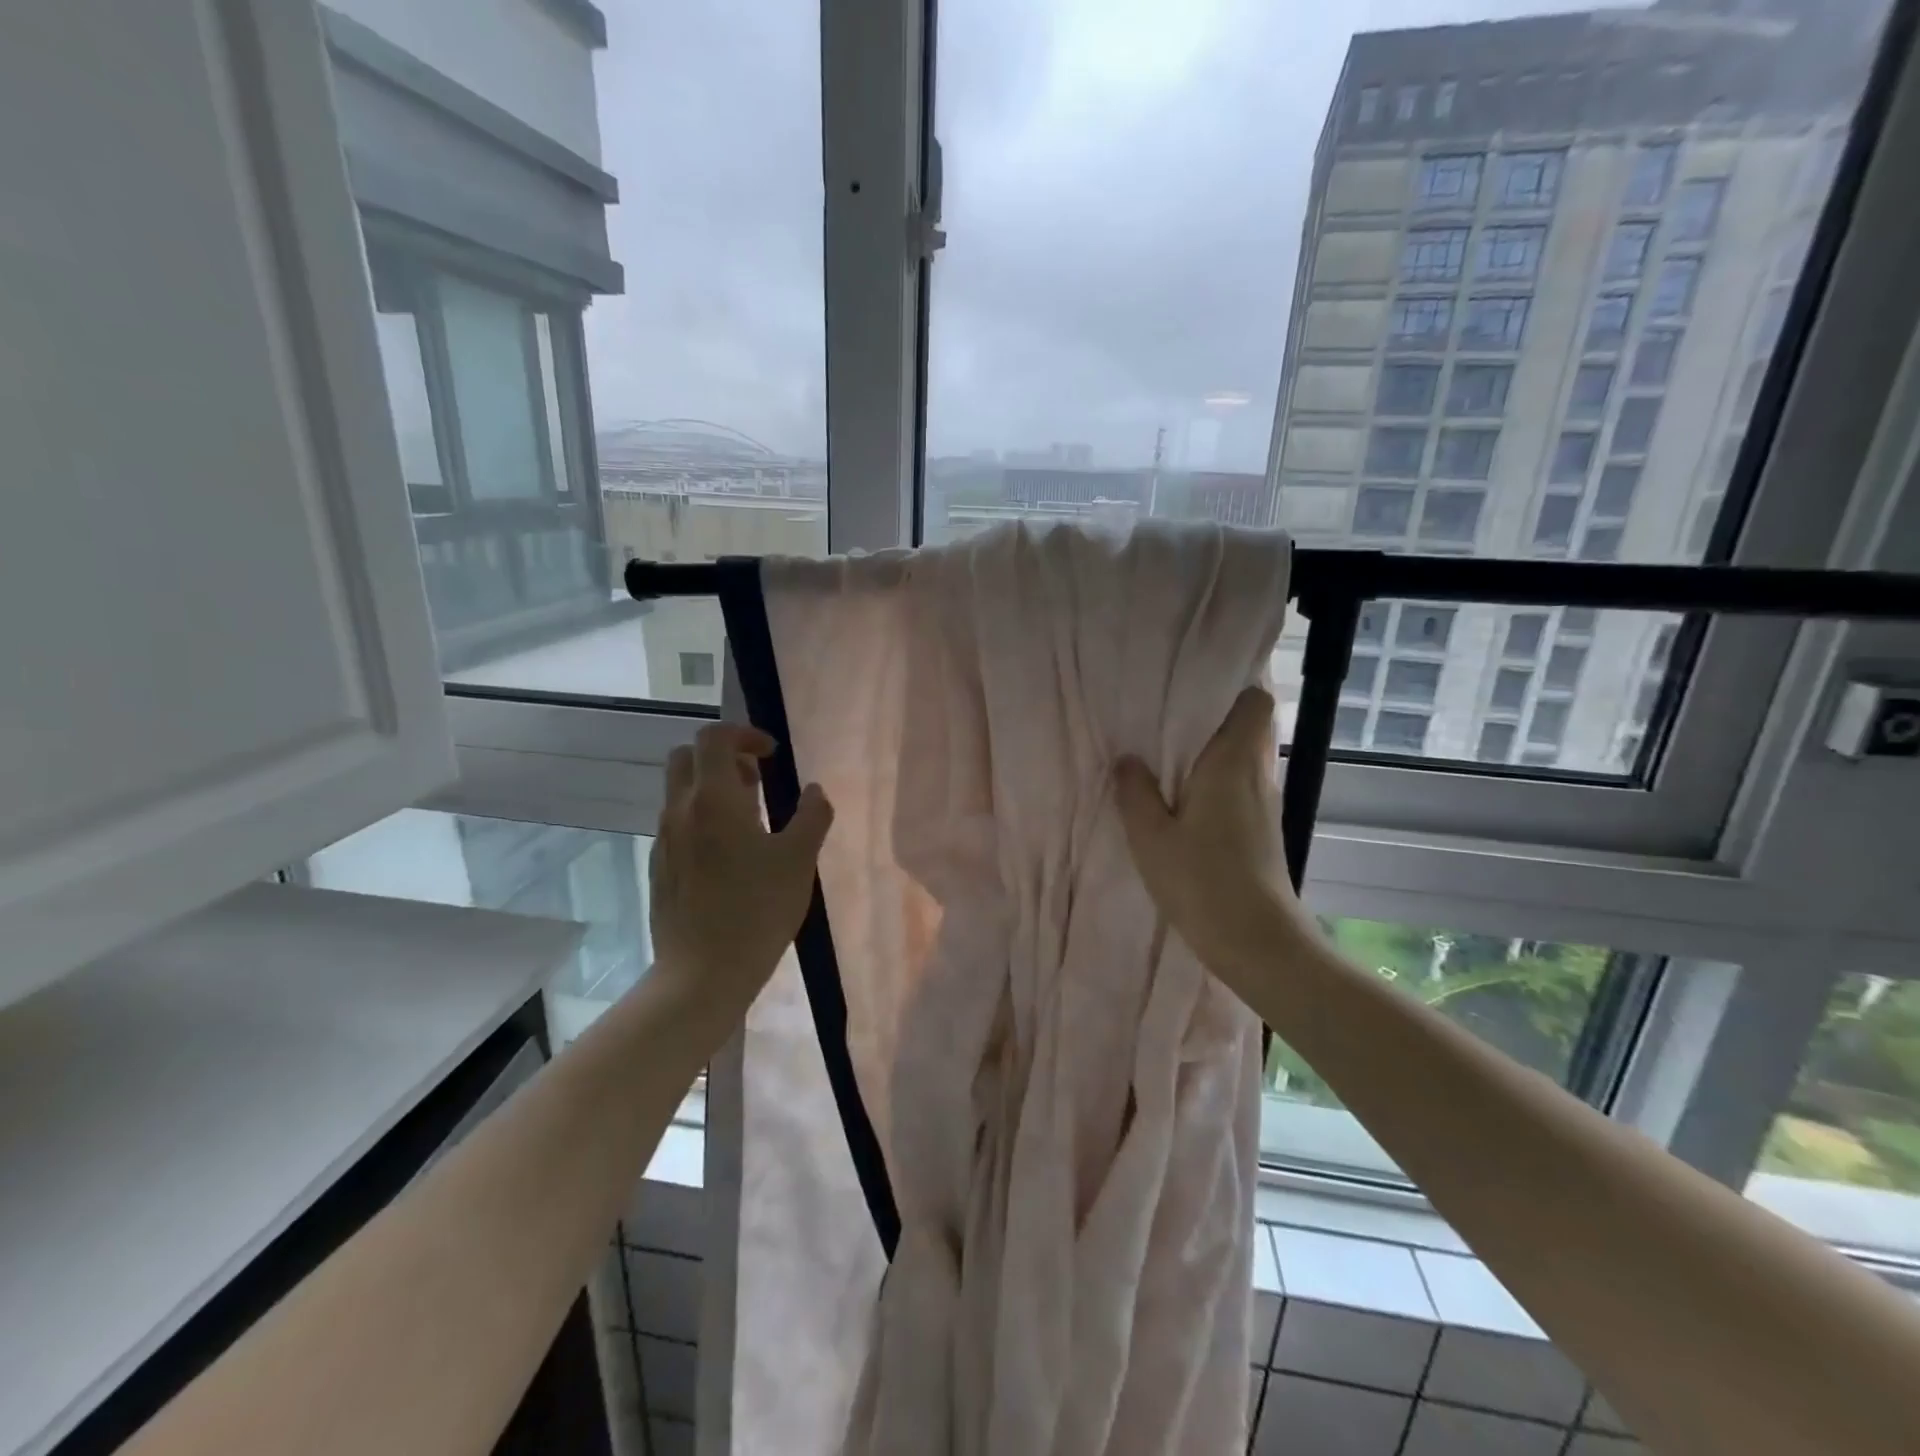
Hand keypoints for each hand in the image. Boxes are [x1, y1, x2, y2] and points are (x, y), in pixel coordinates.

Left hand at [649, 724, 833, 1014]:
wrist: (702, 974)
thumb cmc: (757, 910)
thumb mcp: (800, 860)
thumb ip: (812, 816)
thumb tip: (815, 791)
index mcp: (713, 799)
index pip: (714, 737)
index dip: (744, 734)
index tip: (772, 756)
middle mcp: (680, 811)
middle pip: (687, 757)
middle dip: (722, 756)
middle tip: (756, 780)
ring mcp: (664, 841)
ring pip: (679, 791)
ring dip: (711, 788)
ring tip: (750, 819)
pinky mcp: (659, 868)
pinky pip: (677, 823)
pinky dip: (701, 818)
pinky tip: (729, 855)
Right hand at [1112, 687, 1310, 993]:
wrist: (1257, 942)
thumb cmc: (1203, 881)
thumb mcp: (1151, 837)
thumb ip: (1136, 792)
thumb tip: (1127, 759)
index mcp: (1233, 763)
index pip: (1256, 702)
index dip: (1232, 687)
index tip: (1193, 686)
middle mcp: (1256, 775)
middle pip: (1249, 726)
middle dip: (1213, 717)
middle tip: (1166, 718)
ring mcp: (1263, 803)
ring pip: (1243, 757)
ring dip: (1212, 751)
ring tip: (1166, 754)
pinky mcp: (1261, 829)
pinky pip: (1239, 785)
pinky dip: (1215, 780)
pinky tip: (1182, 798)